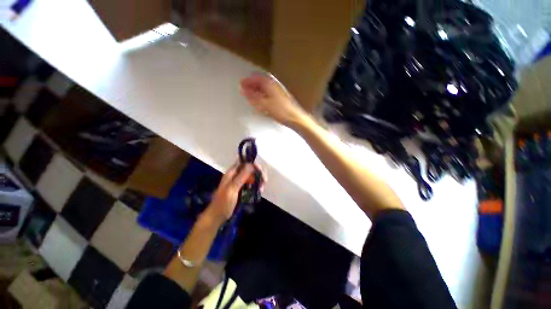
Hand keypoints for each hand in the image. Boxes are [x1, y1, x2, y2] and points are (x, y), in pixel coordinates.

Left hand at [203, 162, 266, 225]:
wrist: (217, 216)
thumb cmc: (223, 202)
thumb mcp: (232, 189)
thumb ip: (241, 176)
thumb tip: (251, 165)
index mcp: (232, 173)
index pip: (244, 163)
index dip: (253, 164)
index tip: (260, 171)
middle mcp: (236, 175)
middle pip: (250, 169)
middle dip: (258, 174)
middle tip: (264, 181)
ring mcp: (239, 182)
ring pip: (252, 177)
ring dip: (258, 180)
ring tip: (262, 188)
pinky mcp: (242, 189)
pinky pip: (251, 184)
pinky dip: (256, 186)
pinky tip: (259, 191)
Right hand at [240, 73, 307, 127]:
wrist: (294, 118)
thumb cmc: (280, 111)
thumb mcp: (264, 104)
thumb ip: (253, 97)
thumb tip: (243, 90)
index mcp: (270, 84)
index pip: (256, 78)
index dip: (248, 81)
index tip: (240, 84)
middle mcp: (274, 85)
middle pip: (260, 82)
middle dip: (251, 85)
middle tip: (244, 89)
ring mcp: (278, 91)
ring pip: (264, 88)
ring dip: (256, 89)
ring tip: (249, 94)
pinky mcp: (280, 98)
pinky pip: (268, 93)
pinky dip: (261, 94)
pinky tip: (260, 100)